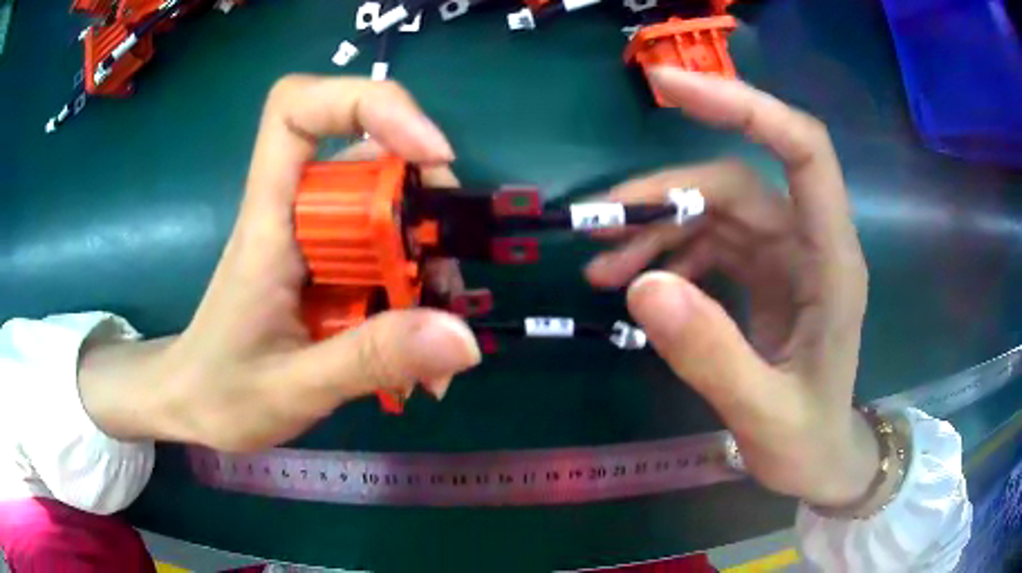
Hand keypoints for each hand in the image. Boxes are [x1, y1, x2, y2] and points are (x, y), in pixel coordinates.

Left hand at [79, 76, 480, 452]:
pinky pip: (387, 257)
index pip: (297, 111)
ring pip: (387, 208)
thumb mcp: (293, 388)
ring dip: (427, 261)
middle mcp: (294, 214)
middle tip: (444, 275)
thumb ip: (370, 360)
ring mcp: (316, 241)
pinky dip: (416, 296)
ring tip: (439, 334)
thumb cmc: (222, 393)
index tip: (428, 151)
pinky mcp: (332, 269)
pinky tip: (421, 353)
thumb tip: (463, 338)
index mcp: (268, 222)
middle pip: (367, 158)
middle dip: (423, 203)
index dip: (366, 104)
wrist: (196, 406)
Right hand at [586, 68, 874, 507]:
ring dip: (656, 228)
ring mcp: (786, 257)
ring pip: (715, 210)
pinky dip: (668, 253)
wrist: (821, 460)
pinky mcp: (765, 274)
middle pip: (735, 182)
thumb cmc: (808, 441)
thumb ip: (712, 355)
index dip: (745, 106)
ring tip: (601, 266)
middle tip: (597, 225)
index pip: (802, 149)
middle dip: (665, 195)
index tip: (671, 86)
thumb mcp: (764, 412)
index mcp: (831, 261)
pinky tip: (632, 282)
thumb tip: (643, 286)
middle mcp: (809, 243)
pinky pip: (711, 242)